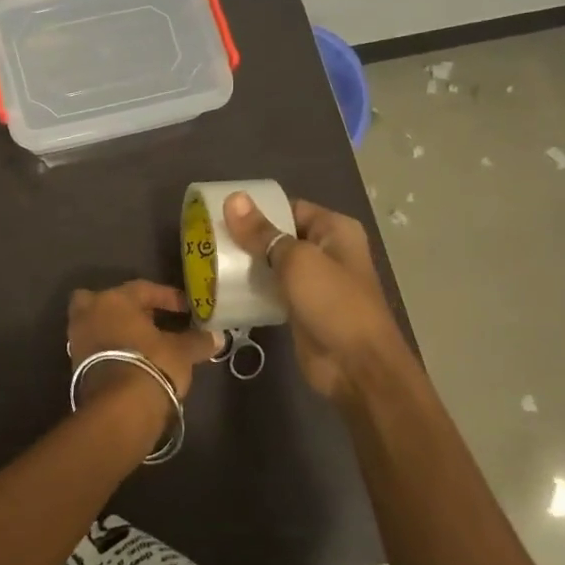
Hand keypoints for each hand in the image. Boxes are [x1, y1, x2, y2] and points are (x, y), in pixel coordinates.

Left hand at [67, 281, 221, 398]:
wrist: (119, 409)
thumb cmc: (151, 365)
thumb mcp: (181, 352)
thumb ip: (197, 341)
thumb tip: (217, 337)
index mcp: (113, 300)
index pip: (143, 289)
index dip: (167, 297)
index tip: (186, 308)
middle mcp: (89, 313)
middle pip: (106, 301)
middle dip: (125, 308)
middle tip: (149, 319)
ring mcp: (77, 339)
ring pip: (97, 324)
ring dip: (116, 330)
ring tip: (142, 343)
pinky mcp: (74, 365)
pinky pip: (95, 347)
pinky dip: (109, 349)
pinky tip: (130, 360)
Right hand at [222, 193, 406, 401]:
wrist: (356, 366)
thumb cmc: (333, 303)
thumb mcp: (296, 261)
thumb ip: (262, 233)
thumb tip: (233, 198)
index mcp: (334, 230)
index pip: (290, 207)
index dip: (257, 208)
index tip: (220, 211)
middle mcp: (326, 251)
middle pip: (280, 235)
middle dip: (247, 236)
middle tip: (207, 236)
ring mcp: (314, 282)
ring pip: (274, 264)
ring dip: (247, 263)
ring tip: (208, 257)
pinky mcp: (301, 308)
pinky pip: (272, 290)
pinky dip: (253, 288)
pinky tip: (223, 286)